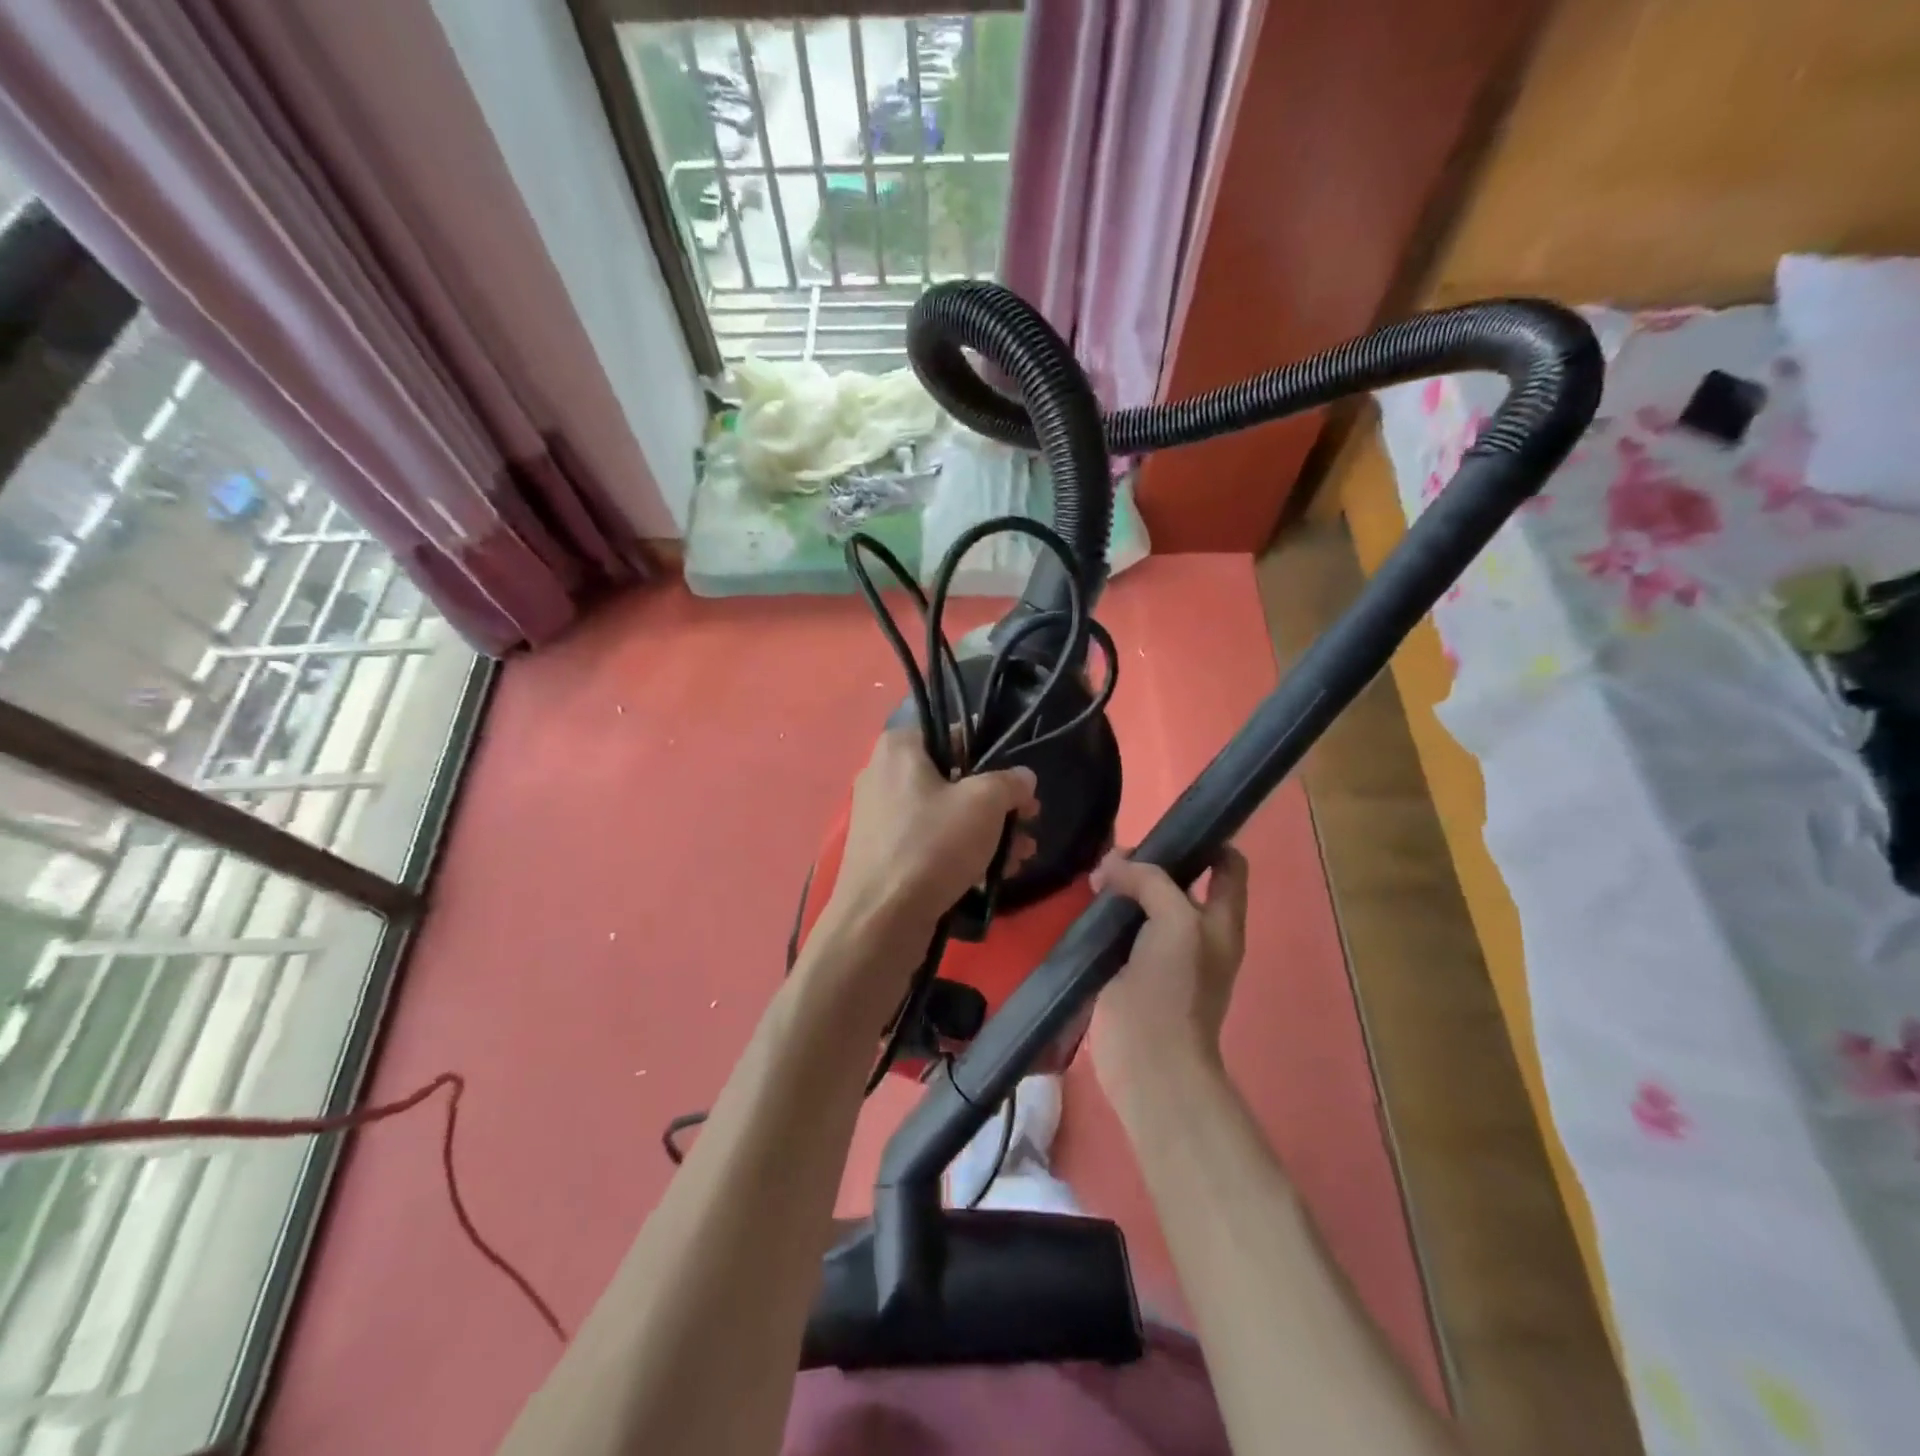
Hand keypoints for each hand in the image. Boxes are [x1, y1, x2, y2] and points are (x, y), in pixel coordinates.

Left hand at [820, 728, 1038, 958]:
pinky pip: (930, 841)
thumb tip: (1023, 778)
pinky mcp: (884, 854)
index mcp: (899, 748)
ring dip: (987, 832)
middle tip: (1028, 821)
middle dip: (996, 803)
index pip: (951, 734)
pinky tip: (995, 875)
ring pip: (945, 814)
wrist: (881, 920)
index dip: (990, 754)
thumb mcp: (985, 804)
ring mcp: (881, 817)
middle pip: (952, 778)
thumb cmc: (933, 845)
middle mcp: (883, 775)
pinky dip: (961, 852)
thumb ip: (1010, 783)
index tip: (1016, 782)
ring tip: (1021, 856)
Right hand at [1089, 846, 1249, 1108]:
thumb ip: (1151, 882)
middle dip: (1150, 862)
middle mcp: (1195, 931)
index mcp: (1222, 920)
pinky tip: (1083, 903)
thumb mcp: (1177, 922)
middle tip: (1115, 855)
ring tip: (1094, 874)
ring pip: (1144, 903)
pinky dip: (1104, 912)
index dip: (1206, 840)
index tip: (1169, 826)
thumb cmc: (1175, 988)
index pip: (1227, 865)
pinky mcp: (1128, 968)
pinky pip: (1119, 928)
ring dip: (1122, 886)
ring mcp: (1161, 951)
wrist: (1149, 1061)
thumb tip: (1112, 864)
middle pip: (1178, 880)